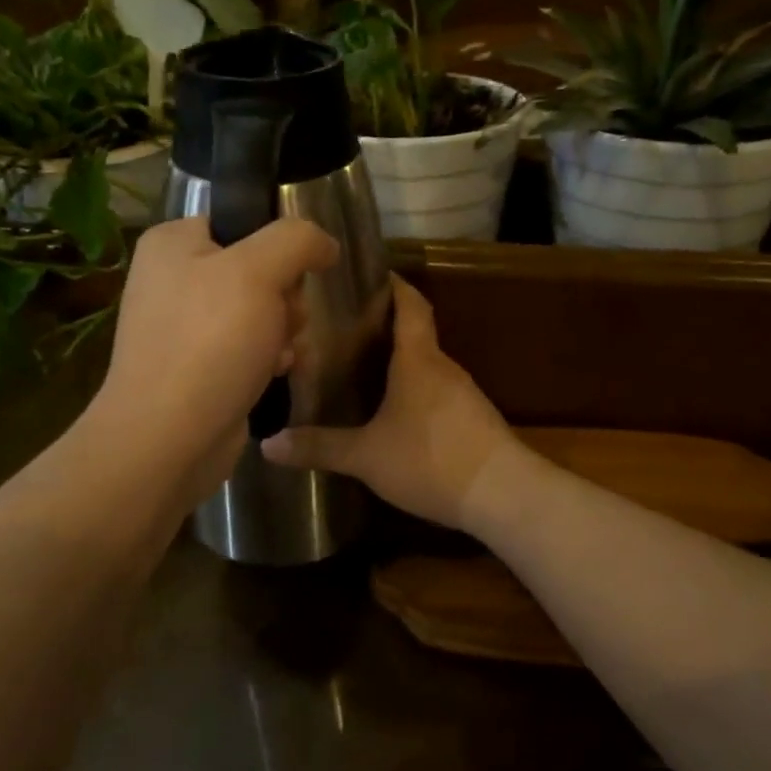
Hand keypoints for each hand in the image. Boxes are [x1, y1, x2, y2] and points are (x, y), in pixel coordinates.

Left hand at [92, 216, 337, 511]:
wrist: (168, 439)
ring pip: (263, 310)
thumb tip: (324, 244)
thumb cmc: (210, 342)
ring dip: (285, 331)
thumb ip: (297, 240)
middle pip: (260, 269)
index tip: (293, 276)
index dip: (279, 247)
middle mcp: (174, 279)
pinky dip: (270, 358)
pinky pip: (251, 346)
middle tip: (283, 321)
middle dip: (286, 298)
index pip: (245, 222)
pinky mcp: (200, 366)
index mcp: (174, 243)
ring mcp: (186, 326)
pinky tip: (275, 373)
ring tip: (279, 354)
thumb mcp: (259, 271)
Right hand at [261, 276, 518, 530]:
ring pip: (426, 364)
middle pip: (415, 332)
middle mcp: (443, 366)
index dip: (393, 286)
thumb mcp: (366, 456)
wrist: (502, 493)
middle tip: (343, 329)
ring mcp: (463, 393)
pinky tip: (395, 412)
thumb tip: (268, 444)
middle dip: (384, 326)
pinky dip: (415, 390)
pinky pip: (437, 391)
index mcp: (418, 359)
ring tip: (361, 368)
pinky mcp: (473, 418)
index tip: (369, 276)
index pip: (411, 304)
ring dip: (400, 361)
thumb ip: (320, 447)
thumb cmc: (430, 460)